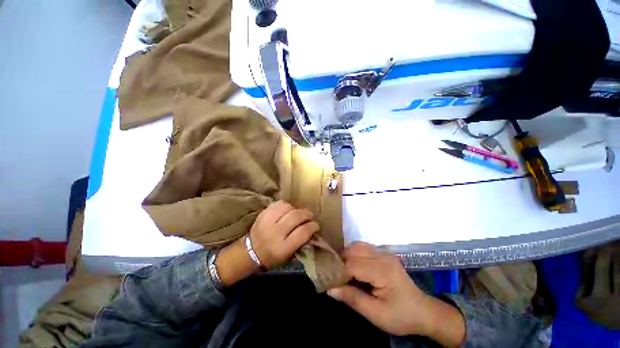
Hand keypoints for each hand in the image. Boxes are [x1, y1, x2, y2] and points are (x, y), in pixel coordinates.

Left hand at [216, 201, 318, 286]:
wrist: (250, 252)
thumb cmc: (272, 257)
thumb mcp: (288, 255)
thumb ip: (301, 242)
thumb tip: (311, 228)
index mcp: (282, 248)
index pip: (302, 232)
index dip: (312, 226)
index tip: (316, 225)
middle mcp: (275, 233)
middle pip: (296, 217)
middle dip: (306, 214)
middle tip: (310, 215)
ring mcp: (267, 222)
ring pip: (287, 207)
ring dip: (296, 208)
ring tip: (297, 212)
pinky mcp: (262, 214)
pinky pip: (278, 204)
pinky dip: (286, 205)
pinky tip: (287, 209)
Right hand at [327, 242, 464, 346]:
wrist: (423, 311)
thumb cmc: (401, 316)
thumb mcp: (376, 314)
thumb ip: (353, 299)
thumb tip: (330, 288)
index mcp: (383, 271)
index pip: (352, 265)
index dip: (339, 272)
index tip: (330, 281)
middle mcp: (383, 256)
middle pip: (353, 250)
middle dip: (341, 262)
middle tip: (335, 276)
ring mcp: (384, 252)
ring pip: (357, 246)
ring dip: (346, 256)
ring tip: (343, 271)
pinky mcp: (384, 253)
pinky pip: (363, 247)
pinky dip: (354, 253)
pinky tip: (353, 265)